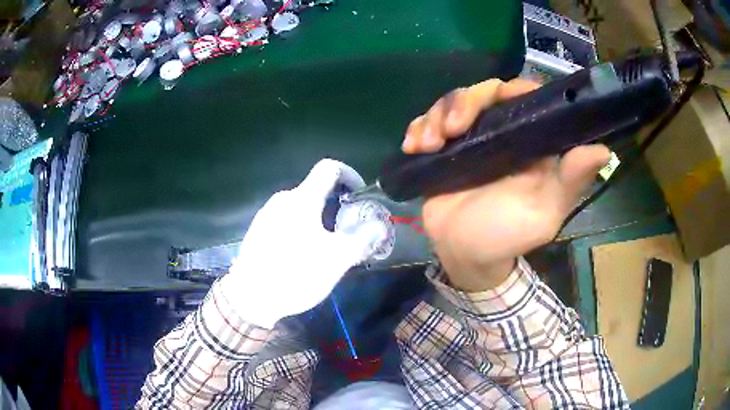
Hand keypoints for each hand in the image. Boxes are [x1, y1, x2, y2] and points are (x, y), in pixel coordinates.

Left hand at [220, 159, 387, 328]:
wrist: (250, 297)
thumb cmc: (296, 273)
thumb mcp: (337, 259)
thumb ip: (362, 239)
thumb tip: (379, 226)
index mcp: (302, 199)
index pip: (329, 168)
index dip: (350, 174)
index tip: (359, 195)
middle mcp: (282, 200)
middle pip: (315, 189)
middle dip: (336, 204)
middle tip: (347, 228)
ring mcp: (266, 214)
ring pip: (300, 206)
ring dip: (319, 217)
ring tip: (326, 244)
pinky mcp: (258, 230)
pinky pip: (286, 219)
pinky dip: (301, 226)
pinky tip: (302, 253)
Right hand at [403, 79, 610, 291]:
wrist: (465, 255)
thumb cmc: (508, 237)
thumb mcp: (544, 214)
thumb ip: (570, 182)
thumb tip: (602, 149)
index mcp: (528, 141)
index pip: (522, 96)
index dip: (510, 88)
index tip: (494, 99)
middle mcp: (500, 133)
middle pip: (481, 93)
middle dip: (462, 103)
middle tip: (451, 131)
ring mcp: (469, 139)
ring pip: (450, 103)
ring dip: (435, 117)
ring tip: (428, 144)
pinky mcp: (442, 149)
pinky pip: (426, 123)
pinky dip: (417, 128)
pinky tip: (413, 146)